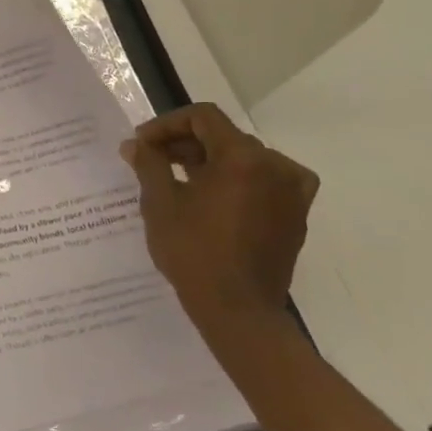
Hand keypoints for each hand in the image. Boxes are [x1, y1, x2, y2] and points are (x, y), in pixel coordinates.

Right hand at [120, 104, 318, 332]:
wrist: (239, 312)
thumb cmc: (194, 252)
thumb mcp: (160, 203)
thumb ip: (149, 164)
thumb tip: (135, 144)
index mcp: (244, 157)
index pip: (203, 118)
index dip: (167, 124)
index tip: (142, 144)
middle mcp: (275, 166)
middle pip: (224, 136)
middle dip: (185, 143)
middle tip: (152, 161)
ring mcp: (291, 192)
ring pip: (244, 159)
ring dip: (209, 161)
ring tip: (176, 180)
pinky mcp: (295, 215)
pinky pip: (263, 182)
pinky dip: (236, 181)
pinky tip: (211, 198)